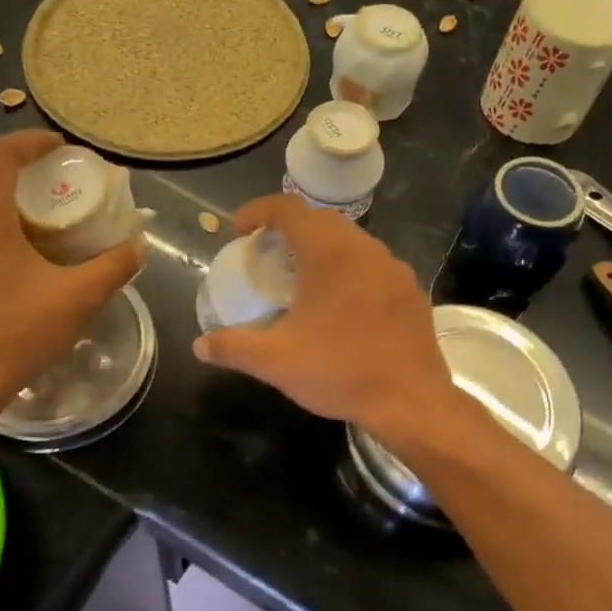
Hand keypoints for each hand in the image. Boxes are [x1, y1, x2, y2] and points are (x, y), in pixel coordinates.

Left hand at [0, 131, 142, 405]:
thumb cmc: (19, 331)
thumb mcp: (78, 297)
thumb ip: (112, 267)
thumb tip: (137, 248)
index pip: (0, 154)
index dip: (32, 142)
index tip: (62, 148)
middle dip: (22, 168)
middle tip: (59, 179)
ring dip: (6, 197)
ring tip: (44, 213)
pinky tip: (21, 252)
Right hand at [193, 195, 455, 439]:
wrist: (411, 401)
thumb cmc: (341, 372)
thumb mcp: (276, 362)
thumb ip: (233, 347)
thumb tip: (199, 345)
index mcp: (330, 253)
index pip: (289, 208)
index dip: (258, 210)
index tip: (238, 229)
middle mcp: (365, 249)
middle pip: (321, 219)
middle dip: (289, 228)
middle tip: (266, 253)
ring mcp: (394, 269)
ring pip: (351, 241)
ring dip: (321, 248)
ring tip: (301, 278)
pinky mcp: (411, 291)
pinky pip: (373, 265)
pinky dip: (348, 269)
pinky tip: (341, 304)